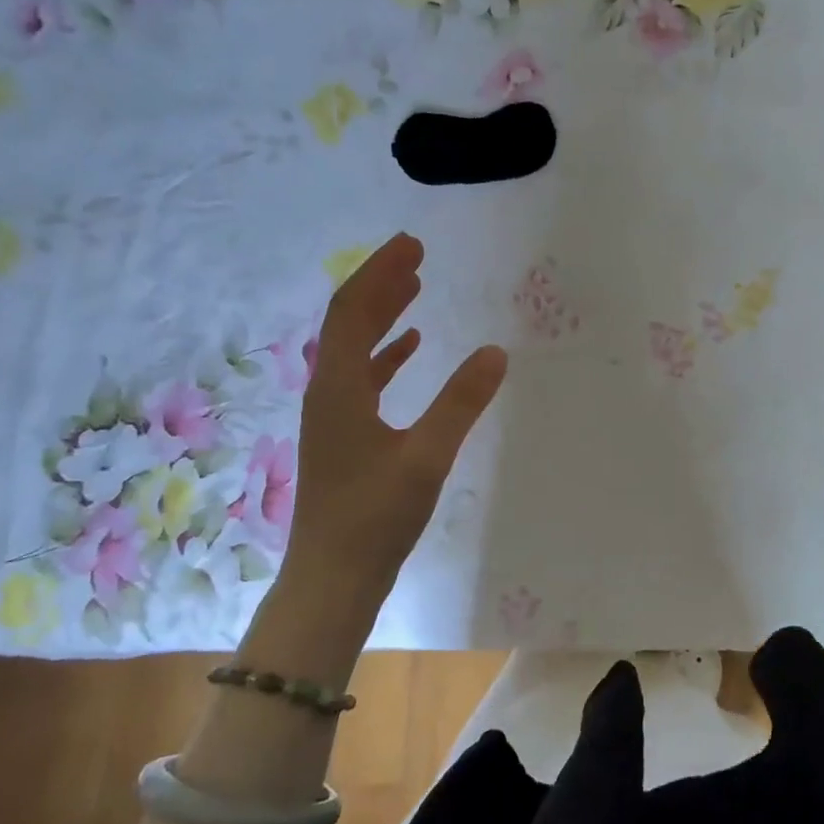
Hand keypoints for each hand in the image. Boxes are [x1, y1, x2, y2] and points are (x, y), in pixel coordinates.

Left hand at [282, 232, 506, 604]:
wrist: (333, 578)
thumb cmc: (375, 517)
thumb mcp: (426, 456)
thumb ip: (461, 402)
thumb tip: (496, 352)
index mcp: (339, 388)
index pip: (352, 311)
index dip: (380, 274)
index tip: (412, 244)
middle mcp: (327, 392)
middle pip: (348, 323)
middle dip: (380, 285)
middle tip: (416, 256)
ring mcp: (332, 416)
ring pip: (354, 350)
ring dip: (383, 317)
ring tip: (415, 291)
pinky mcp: (343, 438)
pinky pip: (362, 379)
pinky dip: (385, 356)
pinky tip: (411, 351)